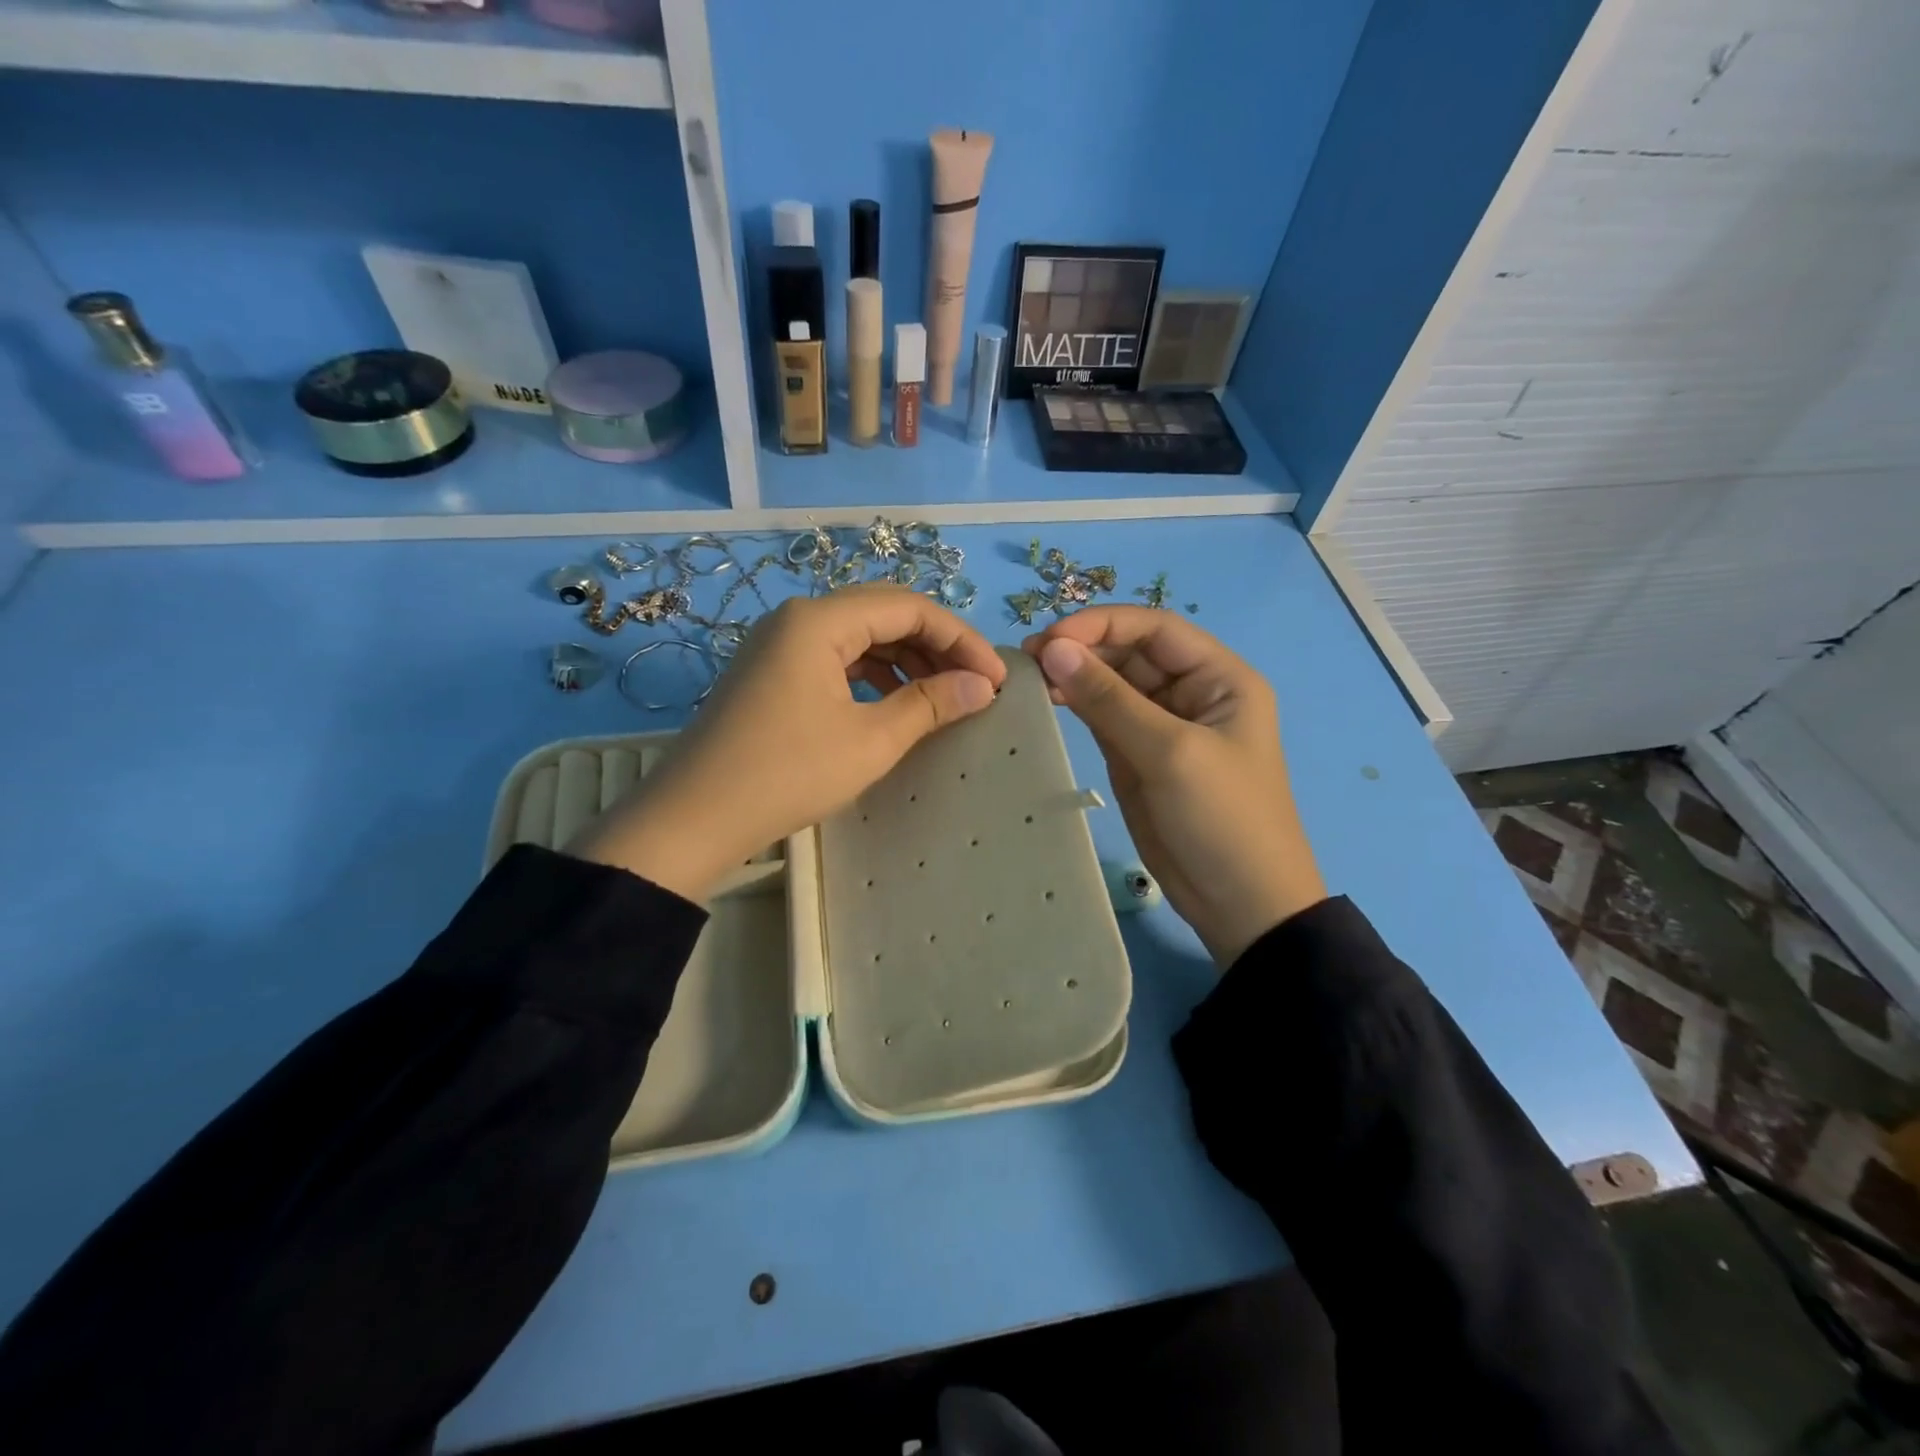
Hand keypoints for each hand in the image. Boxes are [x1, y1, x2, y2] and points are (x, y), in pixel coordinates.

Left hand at [574, 585, 1006, 901]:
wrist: (692, 820)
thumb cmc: (787, 774)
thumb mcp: (870, 741)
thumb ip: (930, 705)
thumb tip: (982, 686)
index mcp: (819, 620)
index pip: (908, 607)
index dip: (960, 638)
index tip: (995, 678)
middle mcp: (796, 619)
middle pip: (882, 615)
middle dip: (935, 646)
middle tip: (973, 686)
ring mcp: (778, 646)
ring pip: (858, 638)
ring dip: (905, 661)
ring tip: (941, 697)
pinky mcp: (769, 674)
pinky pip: (834, 660)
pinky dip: (872, 676)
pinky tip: (892, 704)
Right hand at [1023, 607, 1325, 966]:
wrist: (1240, 903)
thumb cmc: (1222, 818)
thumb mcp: (1169, 752)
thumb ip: (1109, 699)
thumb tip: (1052, 650)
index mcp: (1219, 678)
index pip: (1155, 629)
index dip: (1102, 624)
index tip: (1050, 638)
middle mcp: (1191, 692)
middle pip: (1130, 652)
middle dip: (1083, 649)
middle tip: (1027, 660)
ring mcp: (1162, 725)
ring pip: (1112, 684)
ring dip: (1074, 676)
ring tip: (1028, 677)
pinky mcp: (1138, 756)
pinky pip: (1103, 718)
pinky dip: (1075, 706)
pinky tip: (1046, 701)